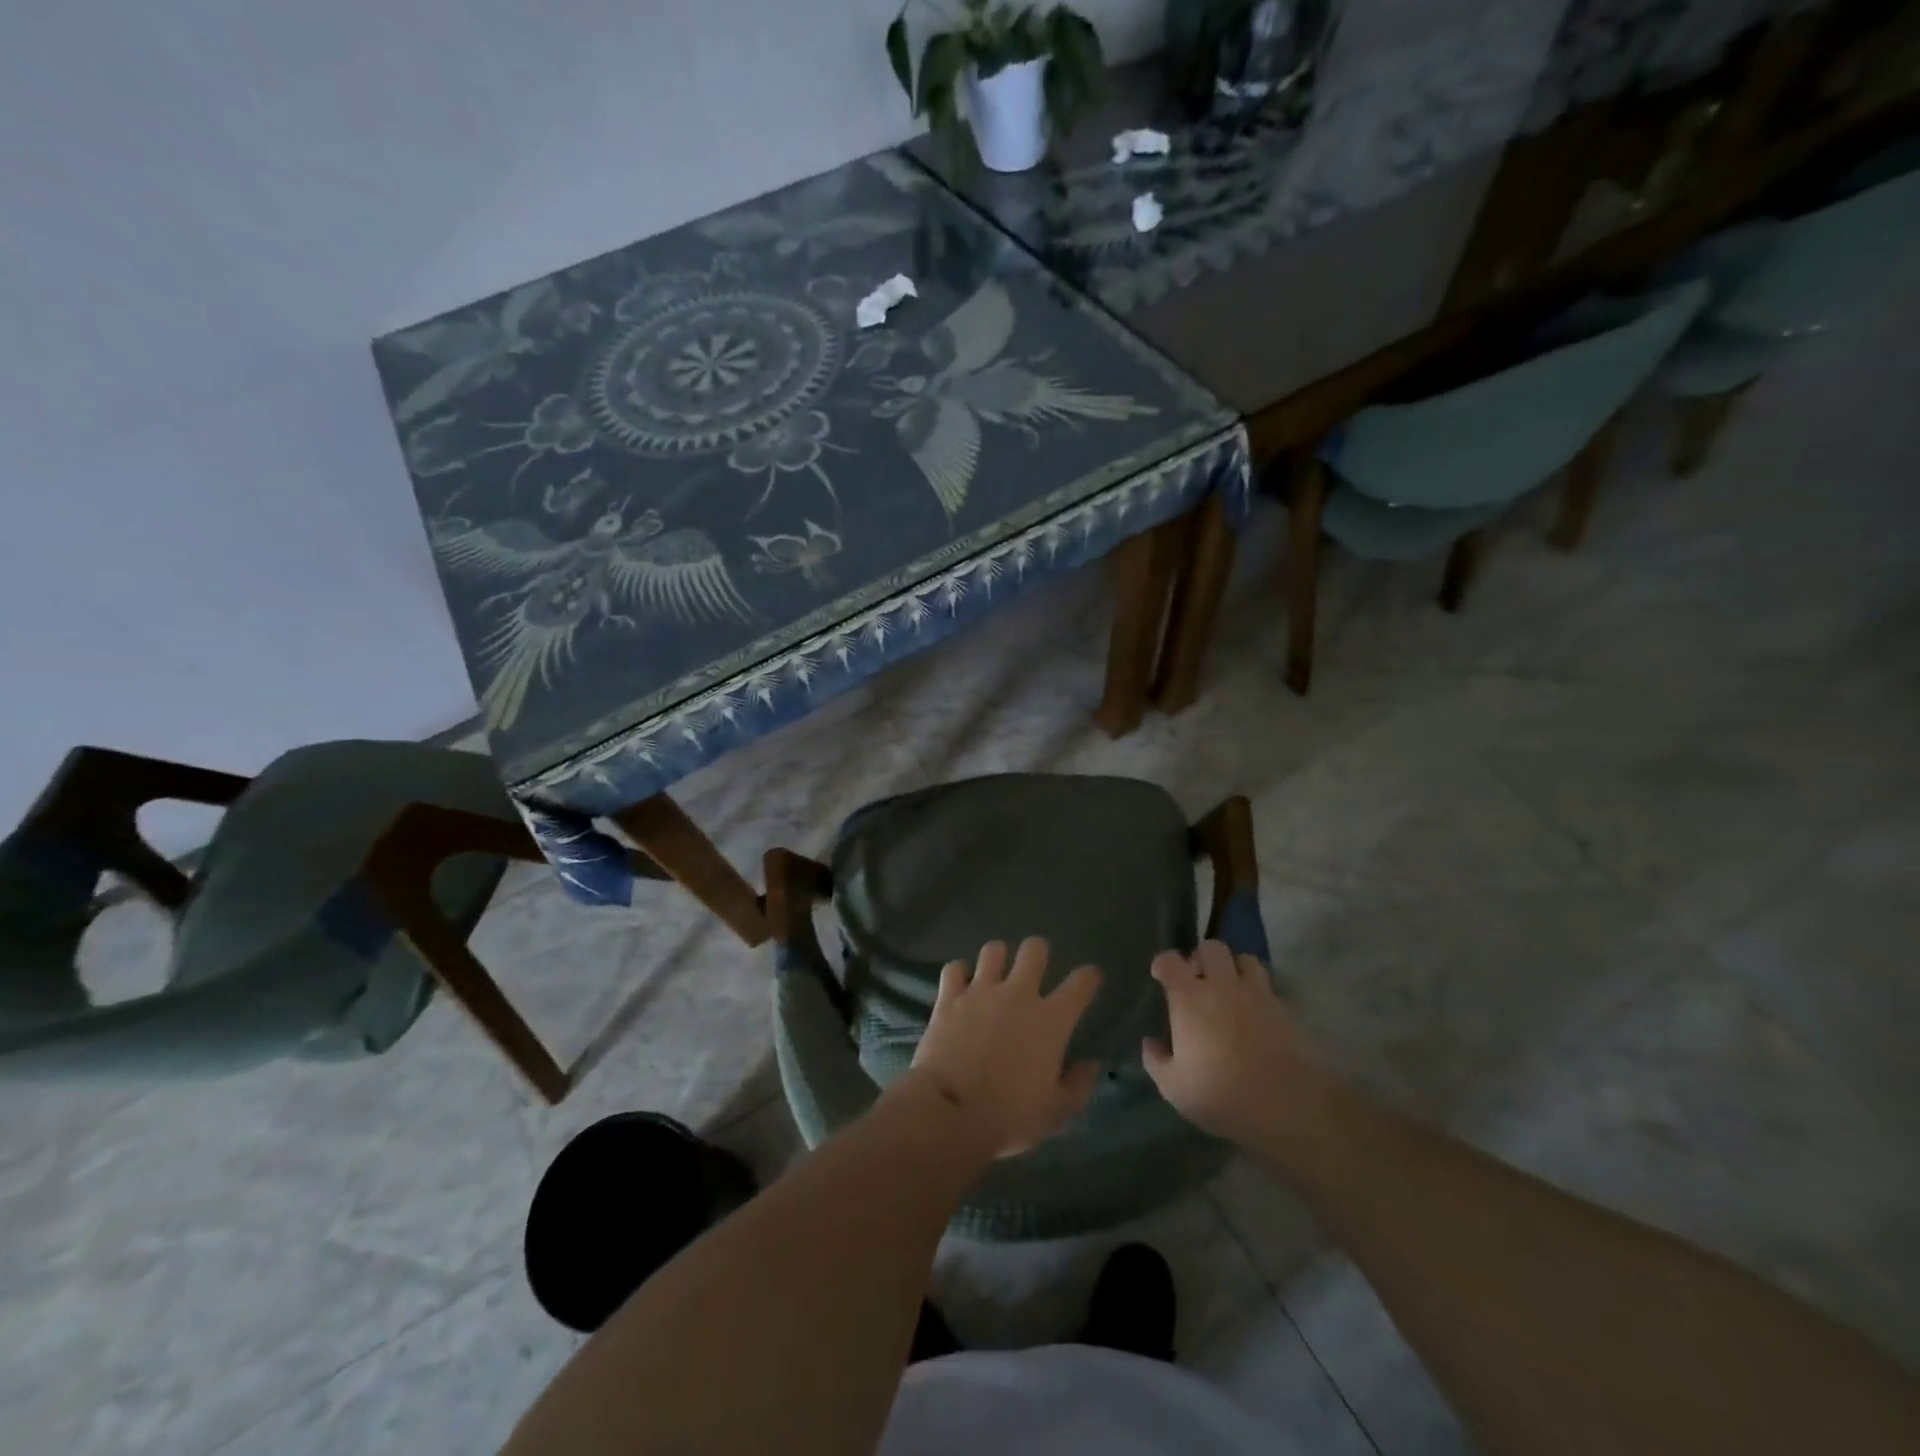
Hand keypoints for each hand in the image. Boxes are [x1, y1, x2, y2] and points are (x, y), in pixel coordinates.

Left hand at [909, 938, 1102, 1158]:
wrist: (951, 1112)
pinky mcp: (950, 997)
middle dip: (1037, 954)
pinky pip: (954, 968)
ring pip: (994, 950)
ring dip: (997, 959)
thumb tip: (1091, 1064)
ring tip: (995, 975)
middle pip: (1034, 949)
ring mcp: (981, 991)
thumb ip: (1078, 1084)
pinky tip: (961, 986)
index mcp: (1051, 1019)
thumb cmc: (1010, 1115)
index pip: (1081, 983)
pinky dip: (959, 974)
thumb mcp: (1056, 1111)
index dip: (1088, 977)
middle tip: (1033, 971)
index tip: (1088, 981)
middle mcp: (1019, 994)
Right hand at [1143, 939, 1324, 1145]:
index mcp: (1188, 997)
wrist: (1287, 1103)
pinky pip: (1269, 988)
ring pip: (1245, 960)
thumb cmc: (1220, 1093)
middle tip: (1199, 981)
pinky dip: (1260, 993)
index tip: (1161, 975)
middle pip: (1211, 948)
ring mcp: (1257, 994)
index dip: (1163, 964)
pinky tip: (1257, 1014)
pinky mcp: (1285, 1009)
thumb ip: (1156, 1061)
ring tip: (1232, 990)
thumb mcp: (1174, 1087)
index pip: (1170, 961)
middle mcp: (1221, 985)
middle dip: (1202, 958)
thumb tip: (1150, 1043)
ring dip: (1235, 969)